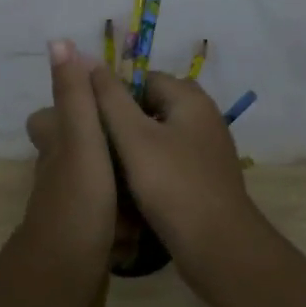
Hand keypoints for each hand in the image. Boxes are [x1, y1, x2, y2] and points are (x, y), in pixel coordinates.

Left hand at [21, 40, 118, 283]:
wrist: (66, 275)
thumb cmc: (78, 199)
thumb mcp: (82, 138)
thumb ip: (75, 94)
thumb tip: (59, 41)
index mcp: (55, 143)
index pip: (50, 115)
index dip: (74, 106)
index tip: (109, 104)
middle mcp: (56, 170)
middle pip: (79, 148)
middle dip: (106, 148)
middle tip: (141, 148)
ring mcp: (69, 203)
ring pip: (95, 181)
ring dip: (119, 183)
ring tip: (151, 181)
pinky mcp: (84, 232)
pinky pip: (106, 214)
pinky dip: (121, 217)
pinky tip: (142, 221)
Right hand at [89, 66, 258, 279]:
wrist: (219, 249)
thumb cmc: (173, 186)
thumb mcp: (134, 138)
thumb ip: (109, 98)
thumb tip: (86, 58)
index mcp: (190, 98)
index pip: (142, 78)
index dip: (112, 94)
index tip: (88, 118)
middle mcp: (203, 116)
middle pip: (151, 105)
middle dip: (121, 121)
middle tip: (93, 144)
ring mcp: (207, 148)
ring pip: (159, 135)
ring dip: (133, 147)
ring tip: (104, 166)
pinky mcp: (204, 177)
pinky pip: (169, 160)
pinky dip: (149, 167)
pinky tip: (129, 187)